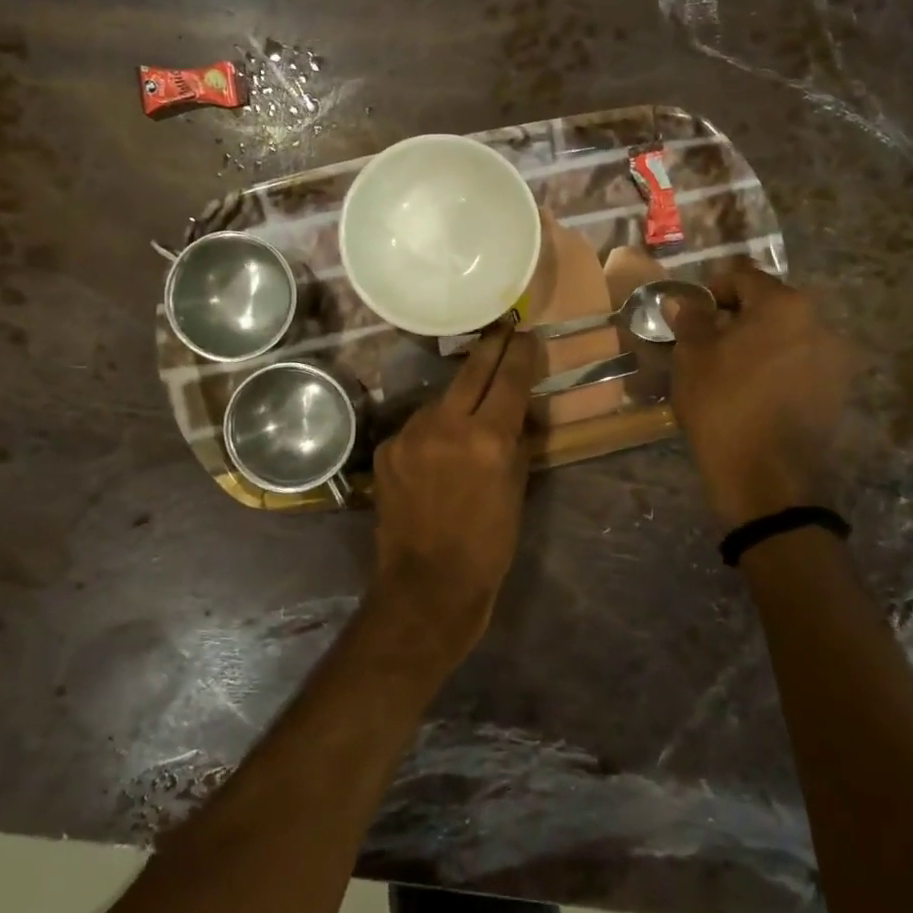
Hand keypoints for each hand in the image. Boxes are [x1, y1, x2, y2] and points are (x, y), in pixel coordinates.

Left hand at [370, 327, 537, 659]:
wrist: (426, 586)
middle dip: (490, 346)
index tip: (526, 334)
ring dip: (458, 398)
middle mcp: (447, 425)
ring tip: (469, 410)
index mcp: (488, 438)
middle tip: (503, 327)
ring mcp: (410, 434)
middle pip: (471, 370)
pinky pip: (417, 427)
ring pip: (441, 399)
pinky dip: (431, 432)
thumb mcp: (516, 490)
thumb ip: (516, 442)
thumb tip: (516, 410)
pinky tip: (437, 453)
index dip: (520, 353)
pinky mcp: (386, 448)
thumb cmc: (488, 546)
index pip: (509, 379)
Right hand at [667, 262, 860, 529]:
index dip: (712, 290)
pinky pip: (800, 364)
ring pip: (786, 336)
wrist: (766, 479)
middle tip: (706, 343)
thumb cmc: (723, 406)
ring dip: (759, 343)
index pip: (743, 277)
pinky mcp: (838, 392)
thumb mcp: (693, 358)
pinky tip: (754, 392)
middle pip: (770, 305)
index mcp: (785, 305)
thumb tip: (682, 301)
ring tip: (729, 370)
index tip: (691, 315)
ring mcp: (835, 359)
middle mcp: (820, 323)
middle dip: (737, 318)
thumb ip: (690, 320)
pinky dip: (776, 367)